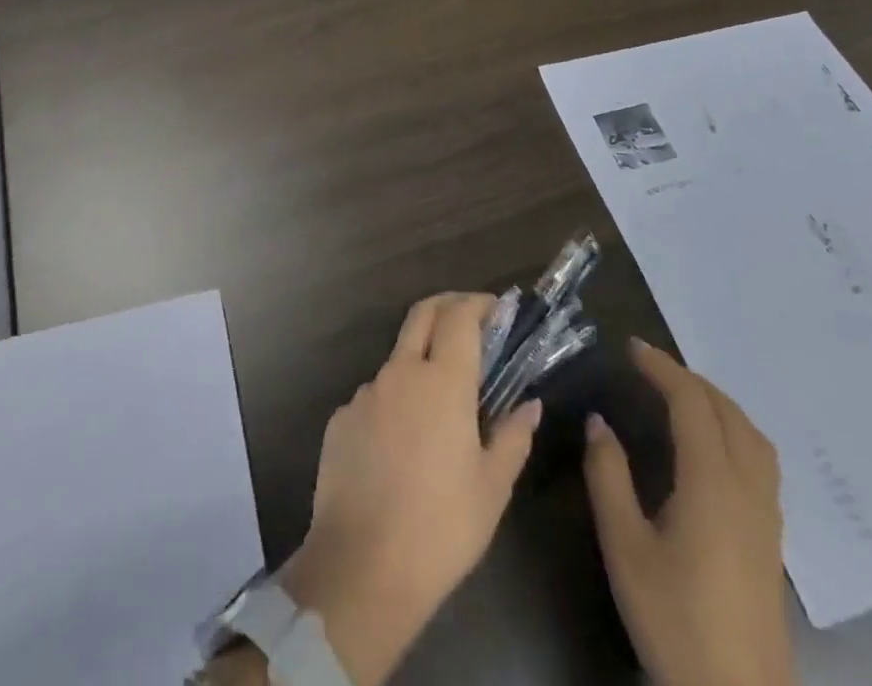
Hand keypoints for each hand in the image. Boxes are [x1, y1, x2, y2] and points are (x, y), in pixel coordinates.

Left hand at [277, 293, 543, 685]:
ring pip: (397, 360)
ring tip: (439, 410)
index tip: (496, 308)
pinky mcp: (341, 417)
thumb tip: (529, 404)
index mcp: (442, 382)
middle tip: (470, 318)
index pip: (459, 316)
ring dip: (420, 364)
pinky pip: (375, 397)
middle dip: (448, 305)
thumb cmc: (441, 529)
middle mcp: (400, 373)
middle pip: (422, 314)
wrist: (361, 569)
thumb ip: (513, 436)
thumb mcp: (492, 489)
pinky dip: (395, 403)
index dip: (478, 303)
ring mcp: (365, 393)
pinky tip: (402, 448)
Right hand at [583, 340, 796, 685]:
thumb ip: (608, 476)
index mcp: (711, 483)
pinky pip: (760, 460)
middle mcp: (747, 488)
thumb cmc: (675, 619)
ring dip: (717, 402)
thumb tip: (599, 422)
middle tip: (649, 367)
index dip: (662, 368)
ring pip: (752, 435)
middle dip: (689, 379)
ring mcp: (767, 515)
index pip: (691, 403)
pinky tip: (710, 447)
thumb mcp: (625, 546)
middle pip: (727, 412)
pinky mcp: (772, 539)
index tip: (630, 348)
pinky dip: (734, 430)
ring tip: (680, 395)